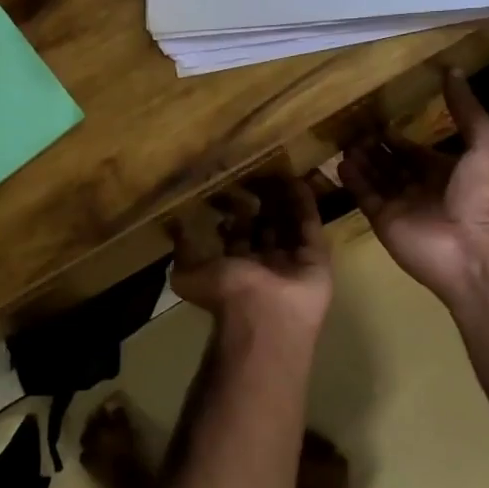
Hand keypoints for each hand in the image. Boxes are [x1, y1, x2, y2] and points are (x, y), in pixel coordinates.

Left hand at [168, 175, 332, 345]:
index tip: (228, 188)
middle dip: (260, 205)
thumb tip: (173, 227)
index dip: (232, 214)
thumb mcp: (188, 274)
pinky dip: (304, 204)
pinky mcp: (316, 257)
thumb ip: (181, 251)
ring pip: (288, 225)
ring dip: (283, 201)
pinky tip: (296, 180)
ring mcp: (292, 261)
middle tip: (256, 175)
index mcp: (236, 270)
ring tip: (277, 171)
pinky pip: (309, 225)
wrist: (265, 316)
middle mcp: (265, 265)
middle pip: (264, 228)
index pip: (236, 237)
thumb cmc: (226, 293)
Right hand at [339, 69, 488, 307]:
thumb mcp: (486, 143)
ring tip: (342, 140)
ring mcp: (400, 205)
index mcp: (446, 170)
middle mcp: (421, 186)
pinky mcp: (382, 220)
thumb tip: (453, 70)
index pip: (414, 149)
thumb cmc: (483, 195)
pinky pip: (364, 196)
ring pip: (375, 177)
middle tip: (350, 125)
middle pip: (391, 162)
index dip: (397, 135)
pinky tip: (340, 162)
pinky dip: (352, 180)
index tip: (376, 116)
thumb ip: (467, 109)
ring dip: (360, 159)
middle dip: (373, 146)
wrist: (473, 249)